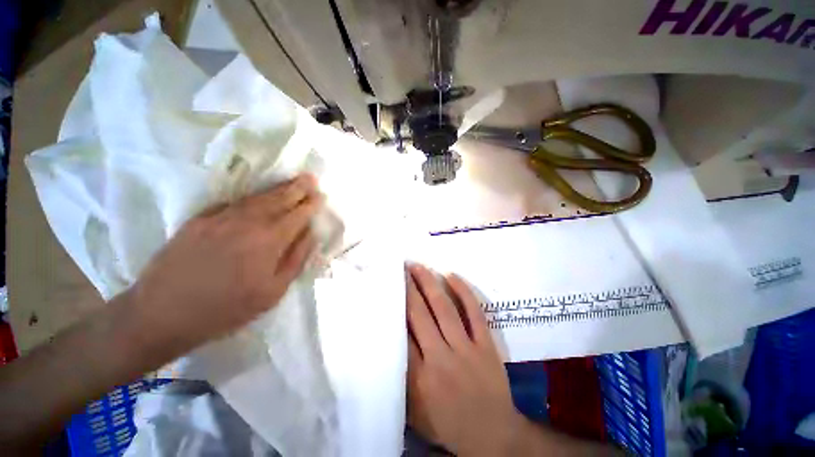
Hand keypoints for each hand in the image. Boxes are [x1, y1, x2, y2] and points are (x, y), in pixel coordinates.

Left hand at [125, 174, 322, 350]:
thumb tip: (310, 235)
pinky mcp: (199, 220)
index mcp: (268, 241)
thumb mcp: (272, 292)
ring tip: (291, 182)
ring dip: (277, 189)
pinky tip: (257, 196)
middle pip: (278, 199)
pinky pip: (232, 203)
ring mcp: (220, 218)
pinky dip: (250, 197)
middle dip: (298, 187)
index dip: (311, 204)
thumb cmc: (226, 309)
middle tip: (310, 178)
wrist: (162, 314)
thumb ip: (296, 260)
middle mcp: (247, 223)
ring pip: (256, 198)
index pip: (297, 215)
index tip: (321, 195)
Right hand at [406, 263, 525, 455]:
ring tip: (419, 267)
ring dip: (430, 284)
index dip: (394, 306)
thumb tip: (392, 339)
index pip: (401, 333)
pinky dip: (463, 292)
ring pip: (444, 308)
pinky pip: (474, 313)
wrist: (493, 436)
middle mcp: (440, 357)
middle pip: (420, 314)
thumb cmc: (448, 423)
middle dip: (408, 288)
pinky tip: (451, 276)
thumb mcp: (415, 410)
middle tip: (402, 268)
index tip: (388, 287)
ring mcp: (466, 348)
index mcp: (419, 376)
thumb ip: (401, 376)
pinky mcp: (485, 344)